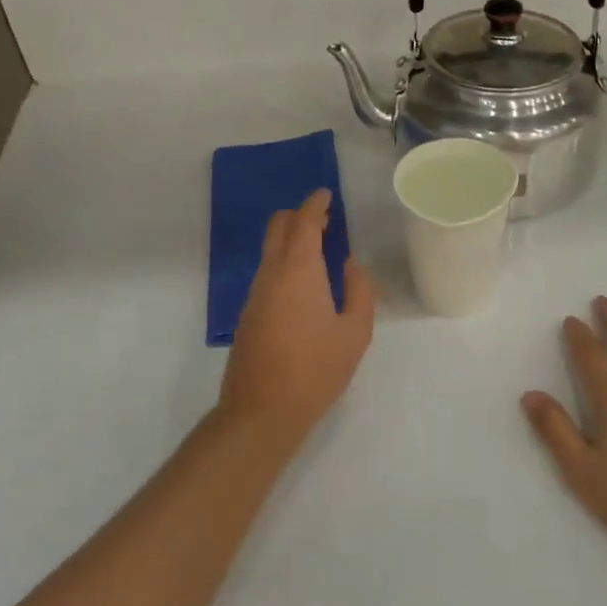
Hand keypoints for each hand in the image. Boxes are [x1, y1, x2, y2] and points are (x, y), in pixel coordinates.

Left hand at [220, 189, 376, 445]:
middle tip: (324, 220)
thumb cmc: (316, 370)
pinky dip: (284, 263)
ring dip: (290, 241)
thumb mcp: (355, 332)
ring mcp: (254, 295)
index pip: (303, 222)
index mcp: (298, 271)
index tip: (326, 194)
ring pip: (269, 251)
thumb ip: (359, 290)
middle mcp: (270, 274)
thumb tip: (351, 265)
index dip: (315, 204)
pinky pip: (266, 274)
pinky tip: (304, 285)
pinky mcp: (247, 315)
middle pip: (277, 228)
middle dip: (298, 216)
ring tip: (320, 252)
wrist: (263, 411)